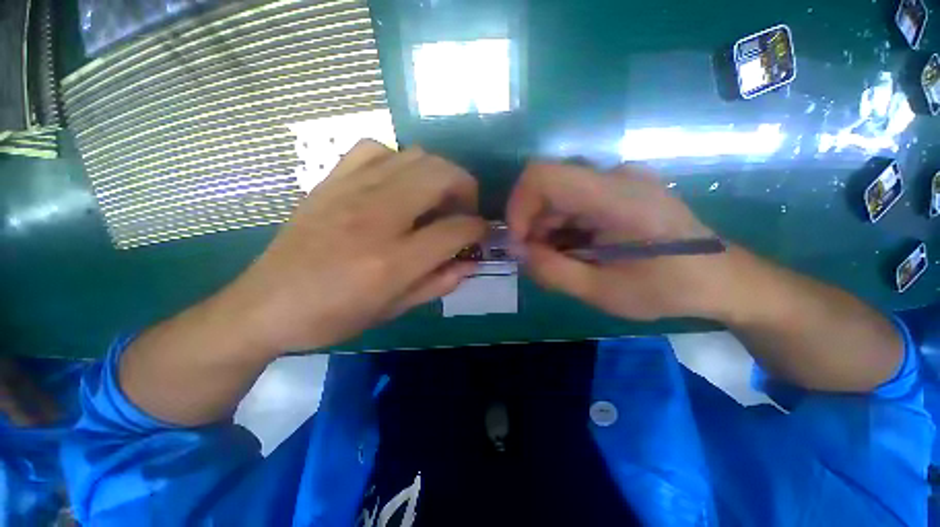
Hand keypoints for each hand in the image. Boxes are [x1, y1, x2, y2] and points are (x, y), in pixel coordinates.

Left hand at [224, 140, 485, 352]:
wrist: (265, 305)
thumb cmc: (334, 316)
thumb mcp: (394, 310)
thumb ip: (439, 283)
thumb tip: (471, 263)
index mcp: (393, 260)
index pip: (457, 229)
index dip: (479, 230)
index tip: (481, 234)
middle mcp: (378, 217)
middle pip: (442, 176)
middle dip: (467, 190)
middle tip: (464, 210)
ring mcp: (351, 191)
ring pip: (416, 156)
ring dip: (439, 174)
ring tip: (436, 197)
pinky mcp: (331, 181)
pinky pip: (375, 149)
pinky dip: (398, 161)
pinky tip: (397, 183)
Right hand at [507, 162, 734, 320]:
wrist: (721, 279)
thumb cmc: (667, 289)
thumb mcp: (602, 292)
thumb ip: (552, 271)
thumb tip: (517, 251)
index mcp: (617, 197)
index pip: (543, 176)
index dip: (518, 206)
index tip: (518, 242)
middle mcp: (615, 176)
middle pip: (547, 188)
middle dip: (532, 226)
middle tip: (538, 261)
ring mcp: (619, 180)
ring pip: (557, 197)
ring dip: (546, 229)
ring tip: (560, 261)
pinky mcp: (619, 189)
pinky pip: (573, 202)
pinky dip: (562, 227)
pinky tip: (575, 251)